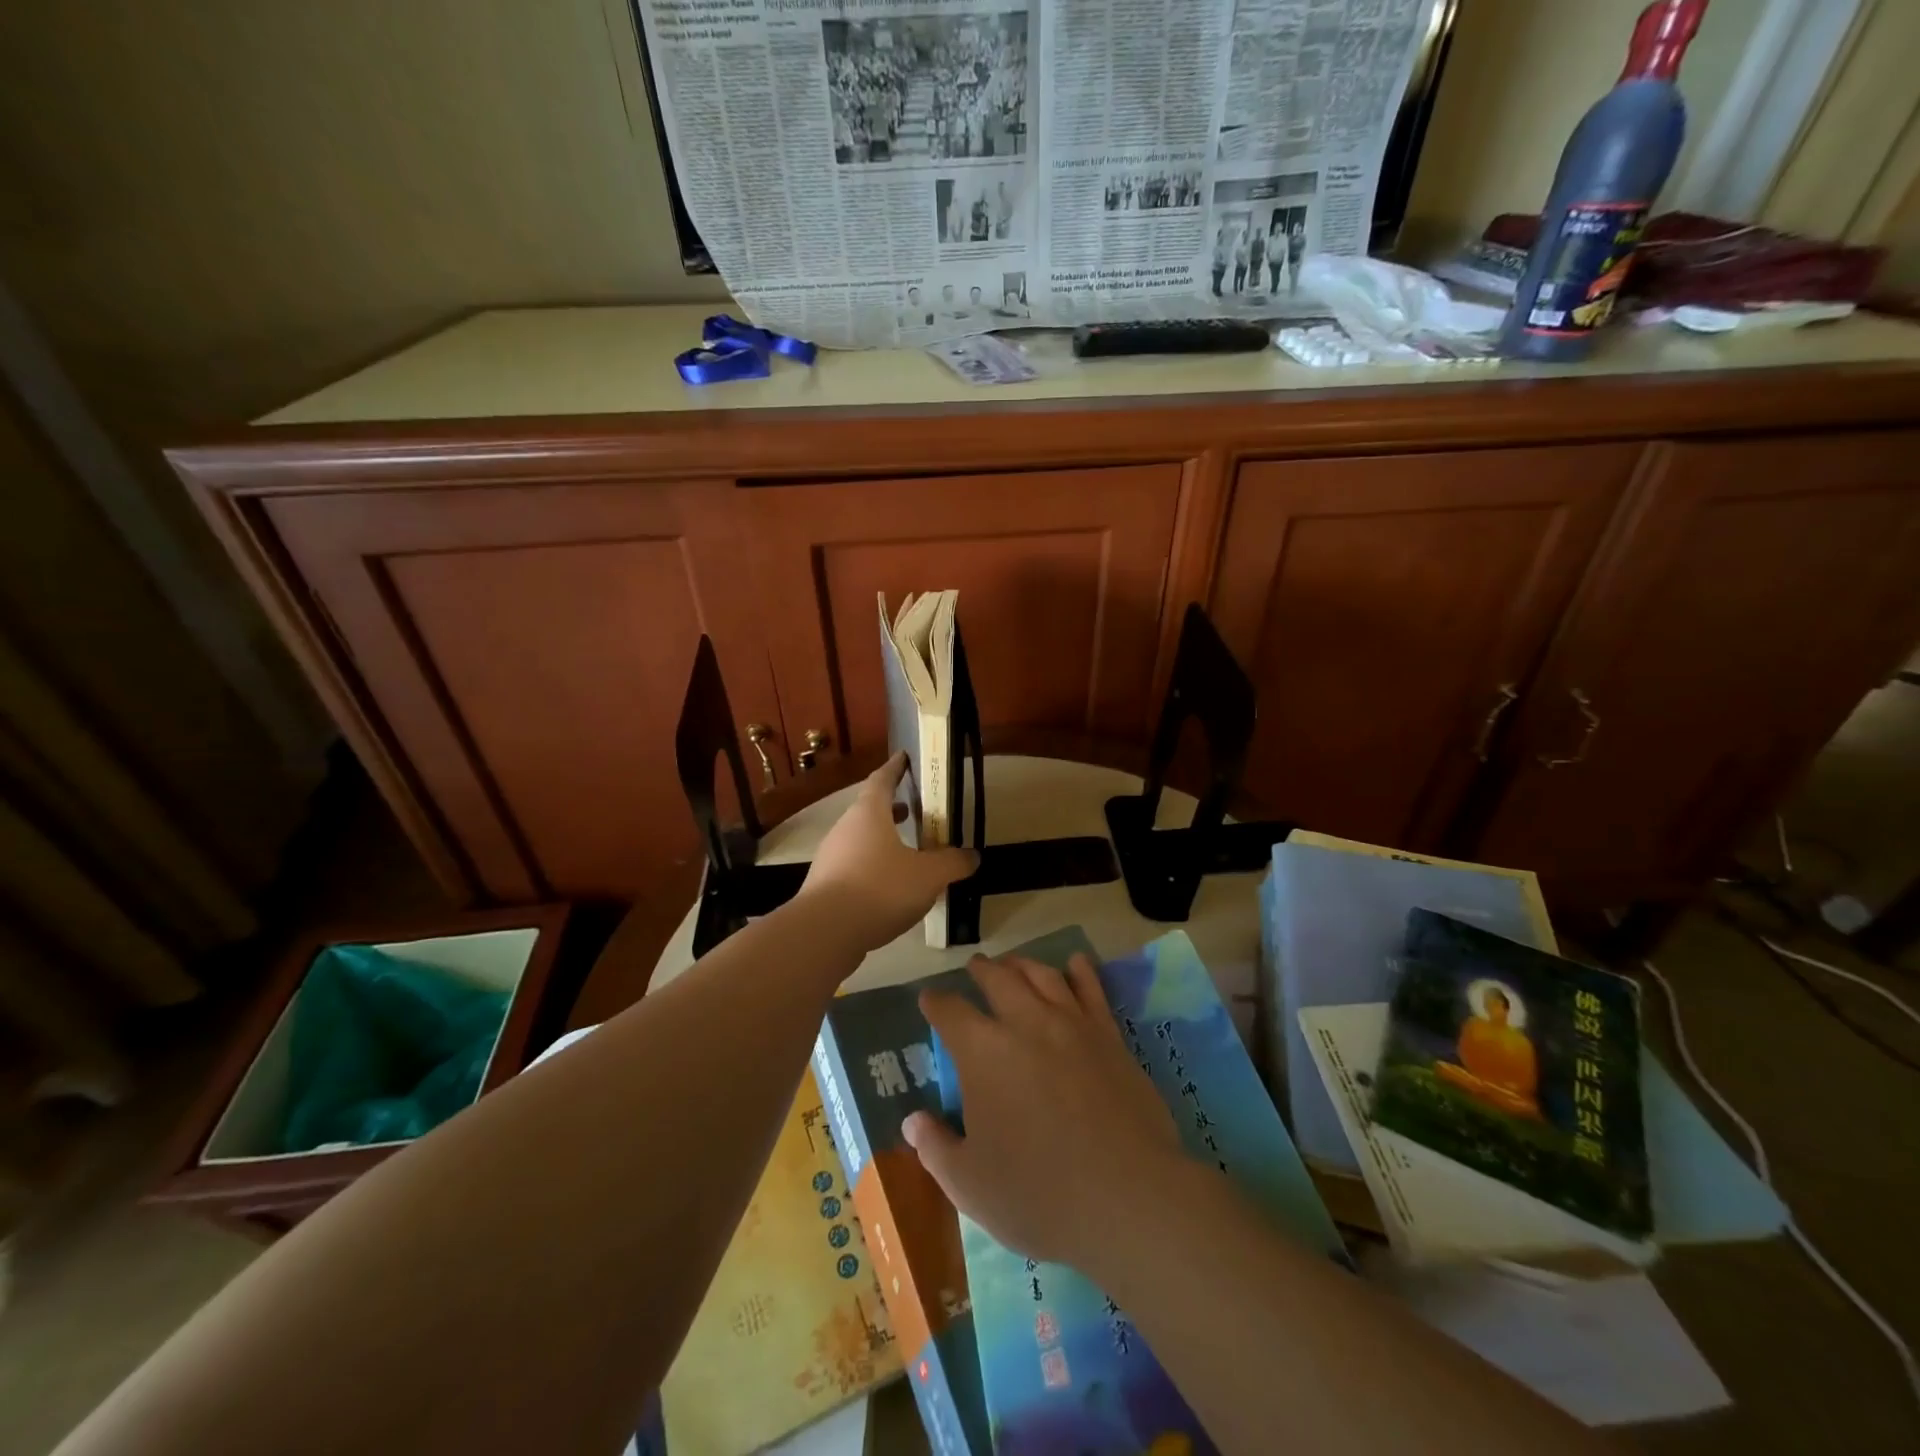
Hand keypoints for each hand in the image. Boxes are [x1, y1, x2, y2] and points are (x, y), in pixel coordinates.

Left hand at [796, 753, 977, 953]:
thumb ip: (953, 863)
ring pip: (861, 839)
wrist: (825, 932)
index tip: (904, 757)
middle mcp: (846, 828)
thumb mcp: (929, 875)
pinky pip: (854, 866)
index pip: (882, 779)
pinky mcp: (825, 885)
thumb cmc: (880, 888)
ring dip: (884, 840)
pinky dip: (873, 866)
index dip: (895, 768)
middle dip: (893, 809)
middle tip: (916, 811)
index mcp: (869, 813)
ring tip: (909, 852)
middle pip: (870, 810)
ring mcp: (831, 857)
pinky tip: (891, 887)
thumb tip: (973, 856)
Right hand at [901, 952, 1184, 1269]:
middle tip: (975, 967)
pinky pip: (1091, 990)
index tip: (929, 1000)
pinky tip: (1075, 963)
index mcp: (982, 1052)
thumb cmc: (1038, 1194)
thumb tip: (913, 1121)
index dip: (936, 1003)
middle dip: (981, 971)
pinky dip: (1080, 971)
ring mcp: (1071, 1024)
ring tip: (1013, 963)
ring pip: (1042, 976)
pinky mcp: (1109, 1036)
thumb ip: (936, 1148)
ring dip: (1022, 964)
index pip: (950, 1012)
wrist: (1126, 1195)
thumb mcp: (969, 1184)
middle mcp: (1024, 1023)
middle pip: (998, 979)